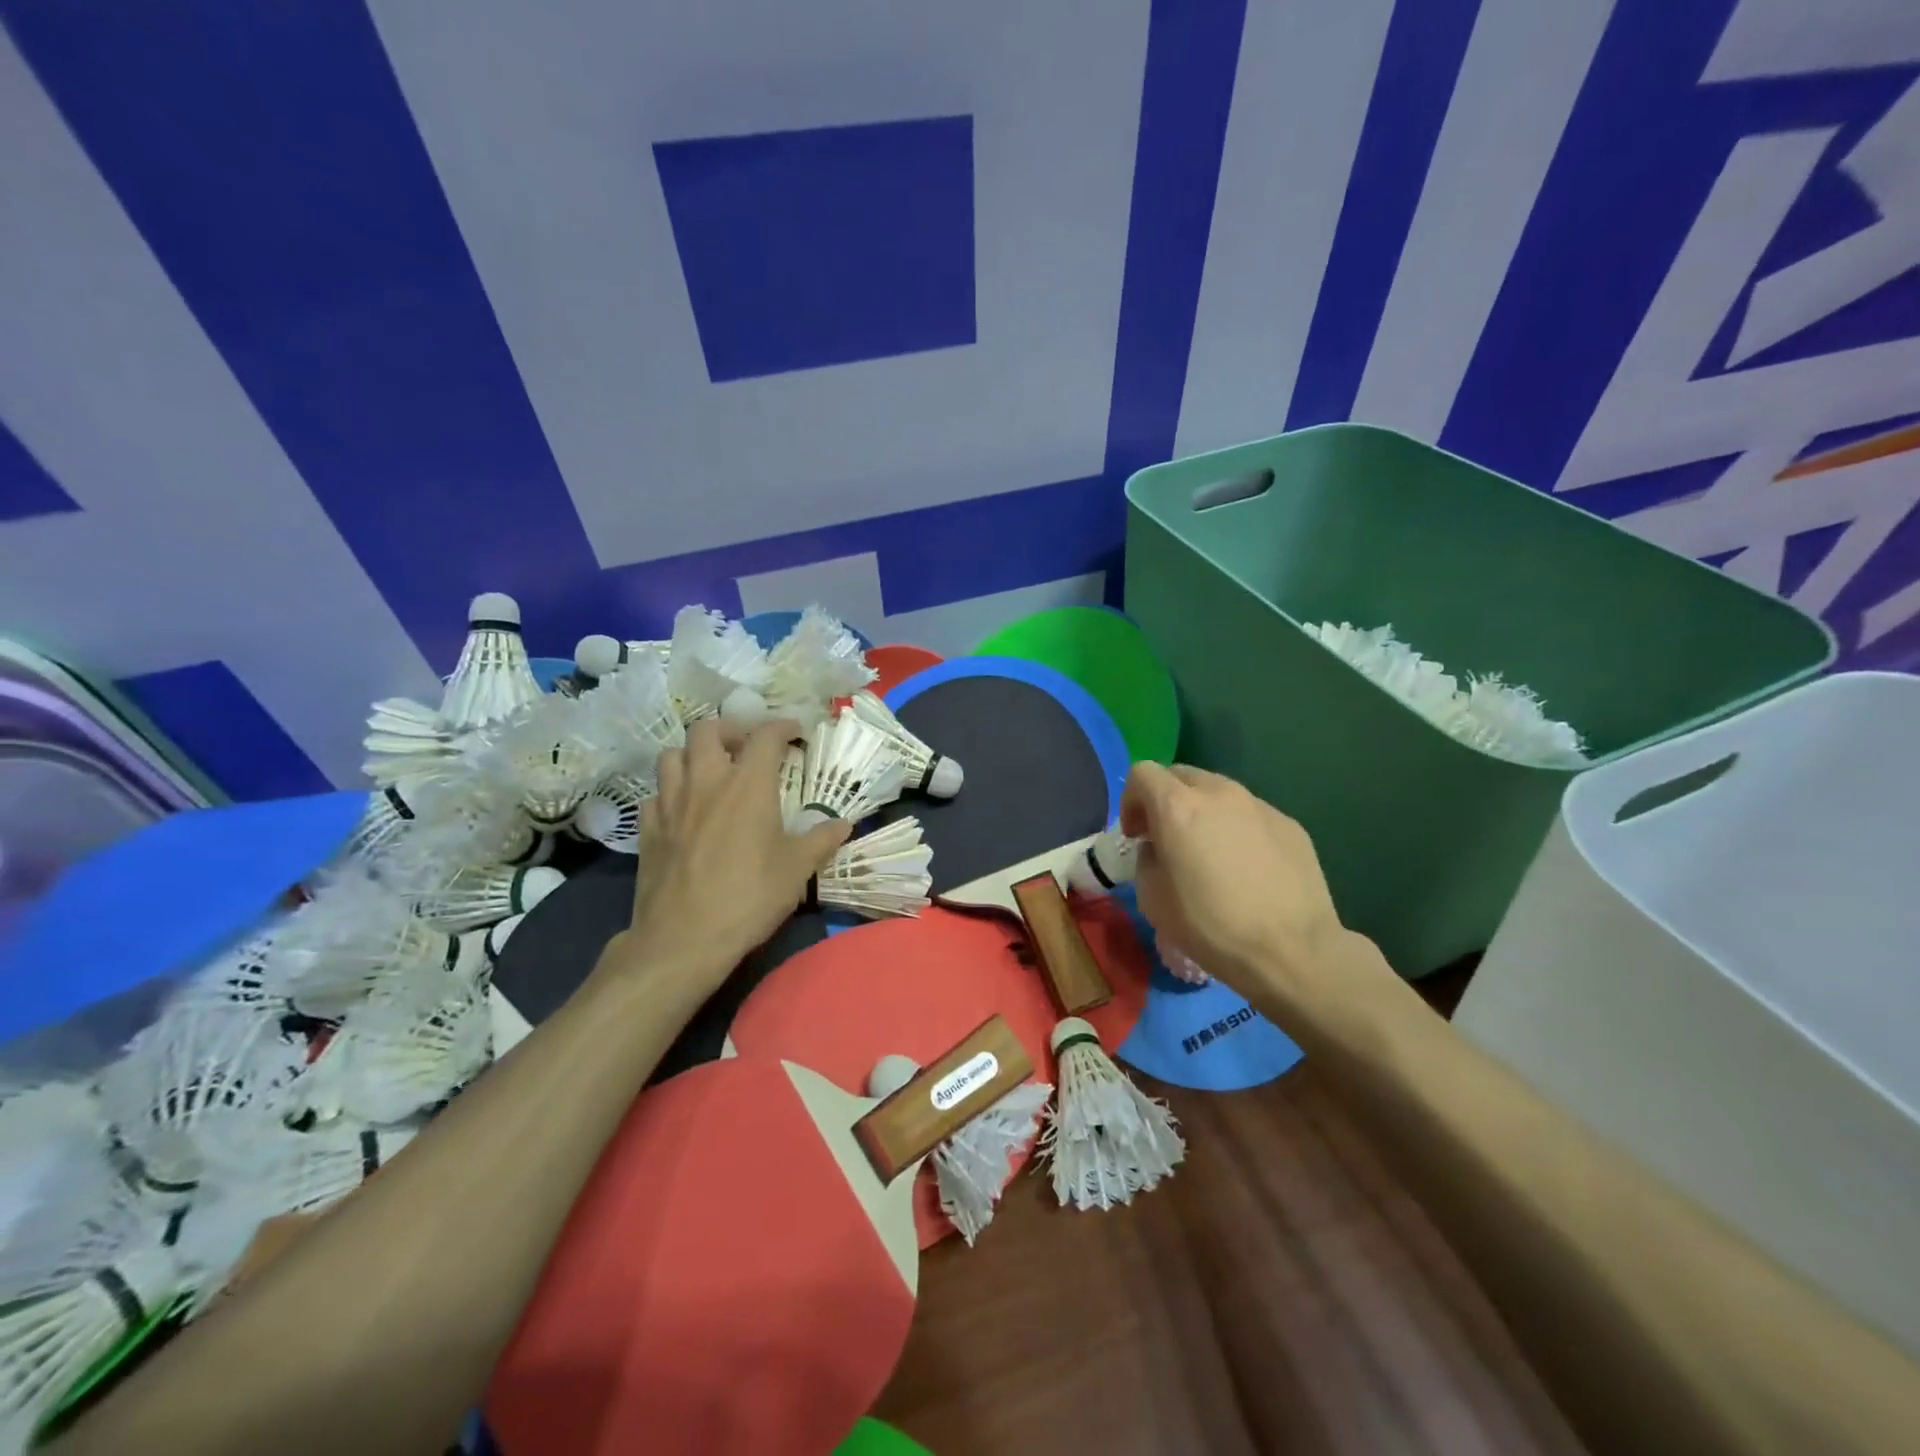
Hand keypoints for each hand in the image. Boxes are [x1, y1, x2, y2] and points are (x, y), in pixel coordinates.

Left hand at [610, 718, 849, 995]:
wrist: (684, 938)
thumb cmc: (749, 897)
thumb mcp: (797, 869)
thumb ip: (821, 840)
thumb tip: (844, 824)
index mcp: (748, 785)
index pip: (765, 736)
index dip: (782, 726)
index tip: (795, 733)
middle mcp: (706, 782)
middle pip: (707, 730)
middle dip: (730, 730)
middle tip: (746, 748)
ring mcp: (670, 803)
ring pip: (672, 755)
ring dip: (693, 754)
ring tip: (711, 772)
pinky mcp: (648, 828)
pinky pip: (655, 793)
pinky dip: (670, 791)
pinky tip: (683, 810)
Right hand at [1119, 761, 1347, 995]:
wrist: (1293, 951)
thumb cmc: (1212, 927)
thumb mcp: (1153, 900)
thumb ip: (1147, 861)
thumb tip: (1159, 850)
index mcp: (1177, 807)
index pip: (1142, 773)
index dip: (1130, 801)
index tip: (1136, 835)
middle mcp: (1218, 793)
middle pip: (1181, 775)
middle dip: (1166, 800)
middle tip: (1167, 839)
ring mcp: (1259, 805)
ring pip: (1218, 792)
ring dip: (1203, 812)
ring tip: (1210, 853)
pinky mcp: (1289, 824)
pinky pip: (1250, 814)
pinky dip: (1237, 829)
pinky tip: (1247, 868)